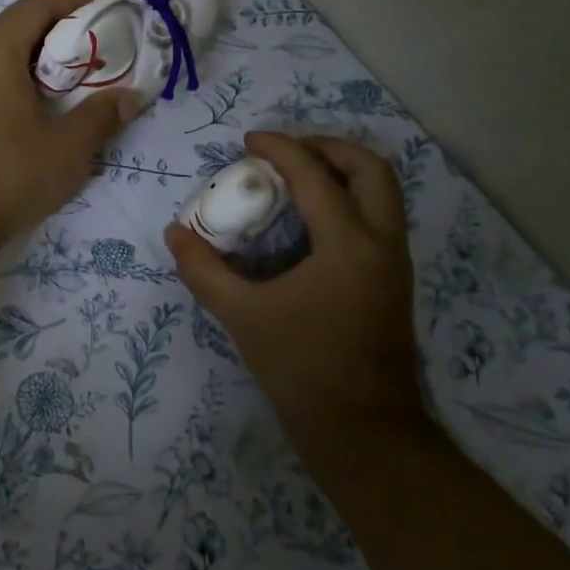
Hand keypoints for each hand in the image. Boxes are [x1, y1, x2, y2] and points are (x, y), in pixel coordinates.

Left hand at [0, 0, 137, 243]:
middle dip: (54, 32)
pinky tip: (25, 108)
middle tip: (89, 52)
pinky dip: (5, 78)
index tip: (102, 10)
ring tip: (62, 82)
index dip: (72, 2)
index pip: (36, 6)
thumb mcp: (66, 149)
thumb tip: (130, 97)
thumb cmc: (6, 177)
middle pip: (12, 26)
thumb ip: (101, 116)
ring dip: (28, 58)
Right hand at [165, 131, 422, 445]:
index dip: (281, 149)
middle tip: (285, 152)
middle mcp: (382, 243)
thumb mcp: (242, 315)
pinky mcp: (393, 281)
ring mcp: (395, 263)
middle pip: (370, 169)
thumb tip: (175, 233)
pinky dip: (349, 200)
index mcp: (349, 244)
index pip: (316, 176)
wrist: (361, 429)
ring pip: (382, 193)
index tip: (250, 140)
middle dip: (327, 148)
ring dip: (342, 172)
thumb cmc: (301, 367)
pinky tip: (310, 221)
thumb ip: (203, 270)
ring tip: (296, 178)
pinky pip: (378, 218)